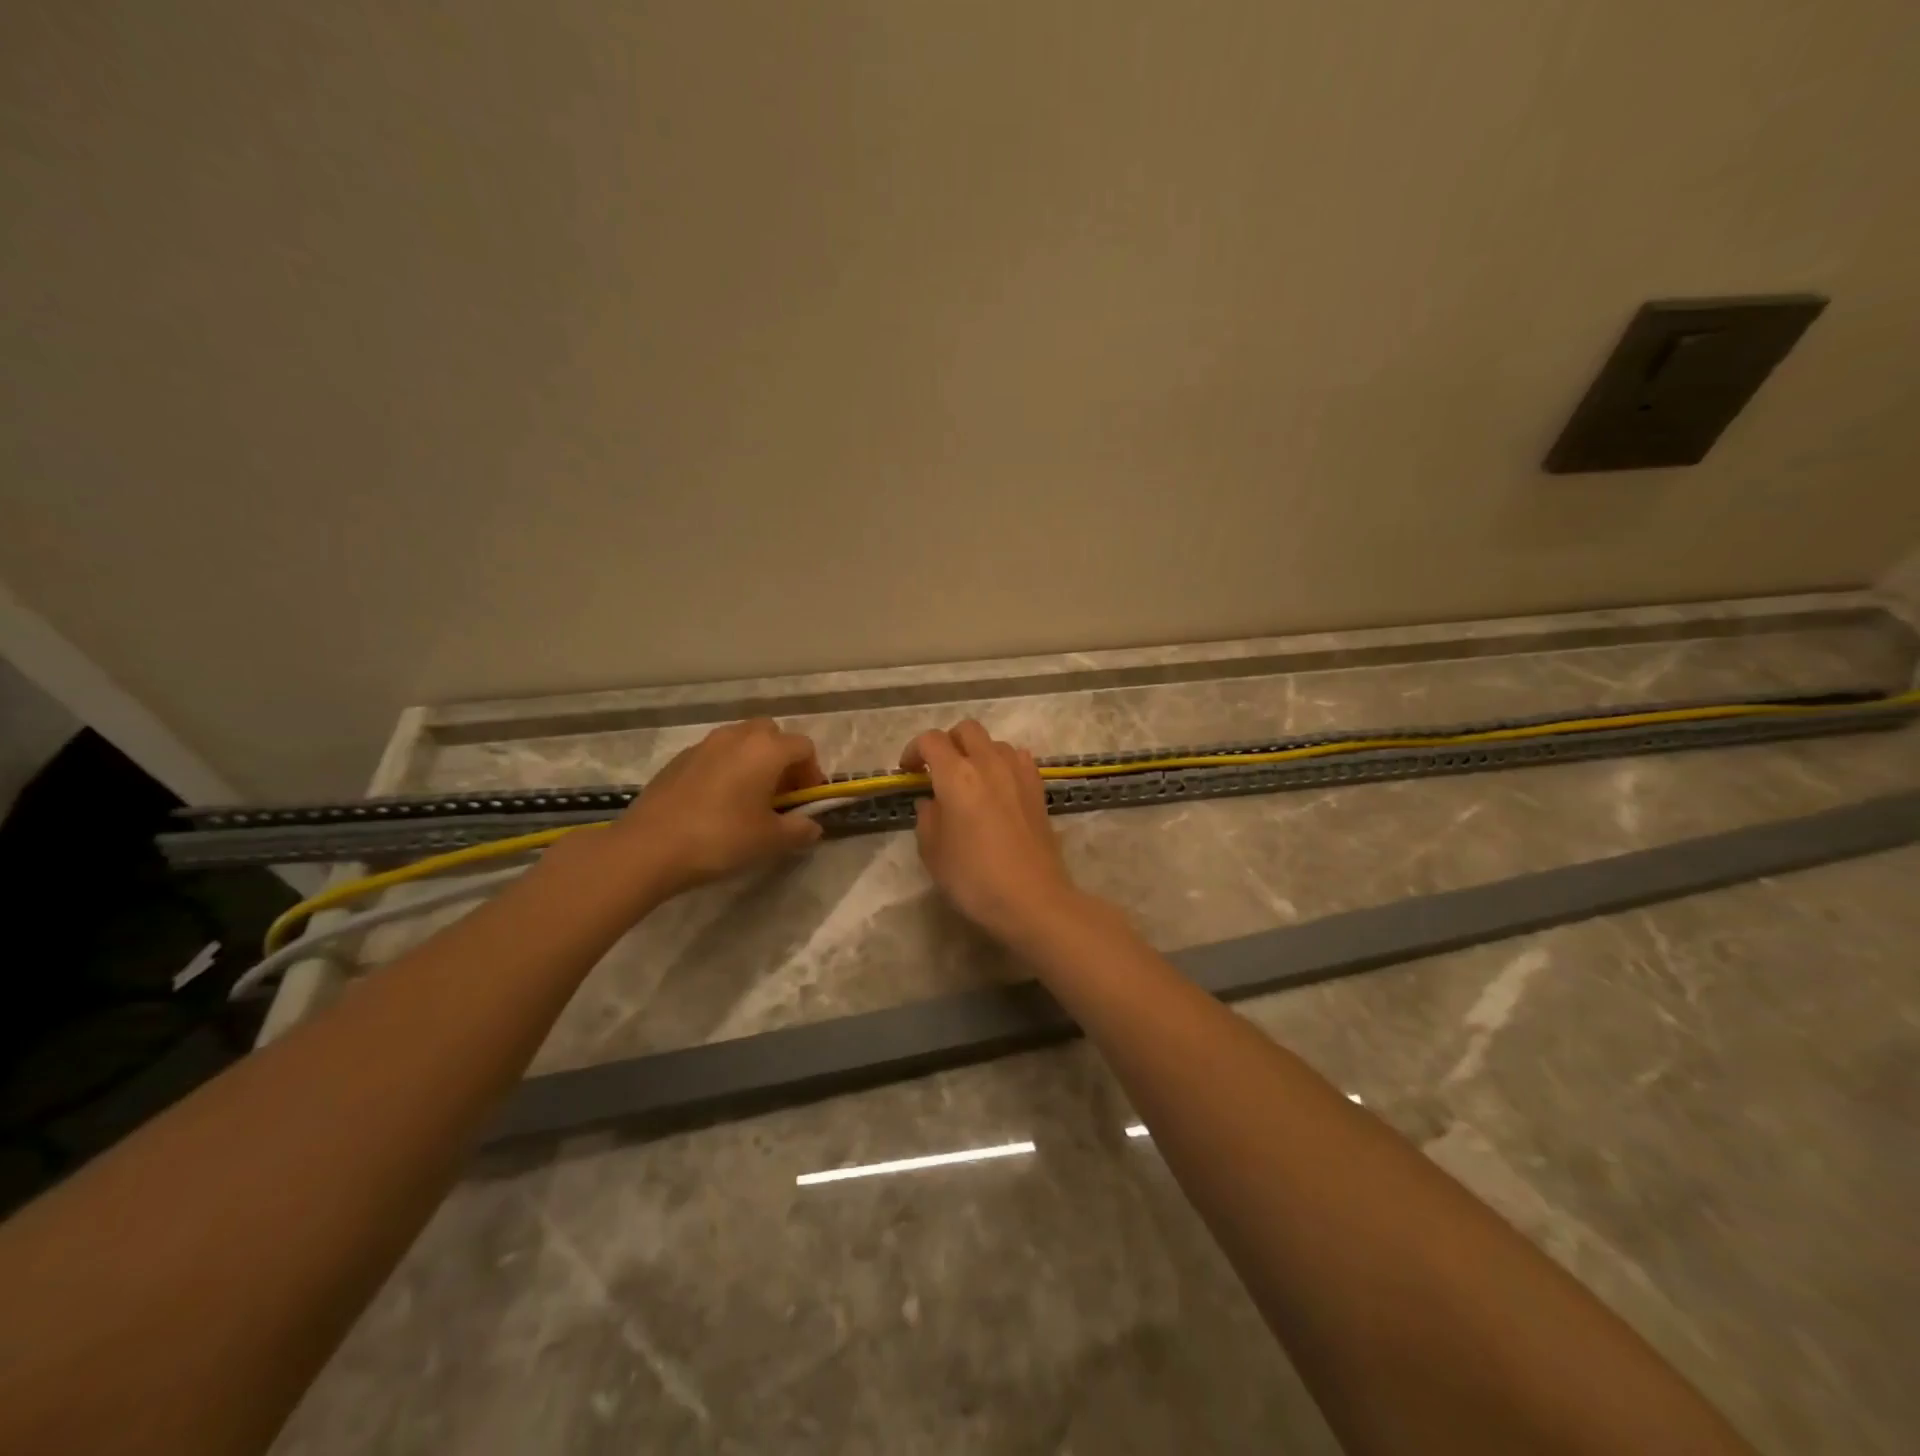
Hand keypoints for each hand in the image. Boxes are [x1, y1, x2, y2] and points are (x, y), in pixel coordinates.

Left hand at [610, 719, 826, 897]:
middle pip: (771, 735)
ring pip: (741, 742)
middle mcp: (736, 736)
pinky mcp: (678, 760)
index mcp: (766, 749)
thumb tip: (812, 826)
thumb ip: (799, 830)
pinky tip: (716, 804)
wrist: (648, 847)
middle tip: (780, 795)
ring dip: (753, 762)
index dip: (812, 773)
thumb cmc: (721, 838)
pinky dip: (726, 770)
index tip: (805, 802)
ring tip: (748, 799)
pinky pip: (715, 755)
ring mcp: (703, 745)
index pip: (804, 747)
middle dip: (782, 760)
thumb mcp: (770, 840)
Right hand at [902, 721, 1084, 944]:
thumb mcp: (933, 853)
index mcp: (957, 776)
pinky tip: (998, 788)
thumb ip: (927, 818)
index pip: (931, 741)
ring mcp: (1019, 773)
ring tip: (970, 780)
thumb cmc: (974, 879)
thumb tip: (931, 802)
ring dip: (977, 752)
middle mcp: (989, 764)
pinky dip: (1003, 764)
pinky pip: (1018, 759)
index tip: (908, 772)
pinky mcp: (1038, 789)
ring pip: (995, 742)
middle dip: (948, 742)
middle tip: (938, 770)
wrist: (1033, 899)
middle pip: (966, 730)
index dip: (914, 750)